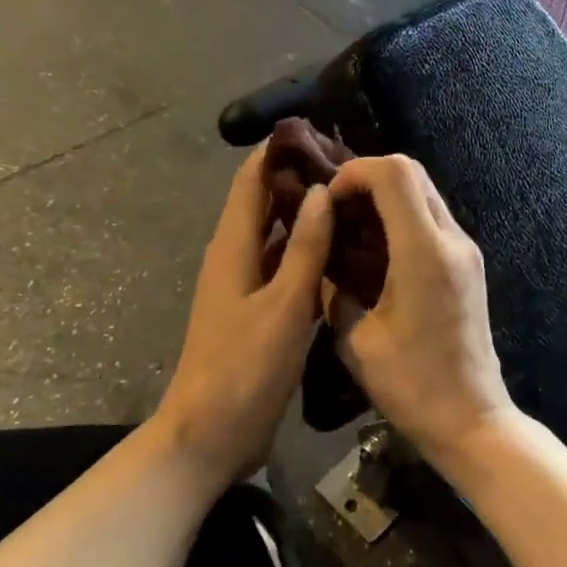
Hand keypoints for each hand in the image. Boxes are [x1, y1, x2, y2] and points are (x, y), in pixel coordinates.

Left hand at [155, 147, 333, 486]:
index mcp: (234, 247)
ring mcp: (246, 288)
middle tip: (353, 171)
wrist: (211, 433)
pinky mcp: (258, 314)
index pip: (251, 181)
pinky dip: (308, 258)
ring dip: (307, 220)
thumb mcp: (284, 305)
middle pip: (265, 205)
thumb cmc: (245, 367)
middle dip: (300, 183)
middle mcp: (236, 258)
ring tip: (356, 206)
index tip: (320, 133)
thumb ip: (305, 248)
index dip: (278, 152)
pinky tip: (343, 258)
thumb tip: (320, 191)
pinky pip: (285, 272)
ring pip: (278, 239)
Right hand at [326, 156, 515, 464]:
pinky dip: (403, 216)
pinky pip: (433, 219)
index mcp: (424, 253)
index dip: (355, 173)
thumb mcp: (356, 340)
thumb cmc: (411, 385)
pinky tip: (376, 247)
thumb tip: (325, 264)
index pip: (395, 174)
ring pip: (426, 193)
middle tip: (335, 208)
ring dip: (387, 196)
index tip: (328, 200)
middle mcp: (453, 240)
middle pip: (413, 173)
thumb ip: (335, 292)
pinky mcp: (469, 266)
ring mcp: (466, 251)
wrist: (471, 419)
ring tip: (351, 225)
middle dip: (368, 178)